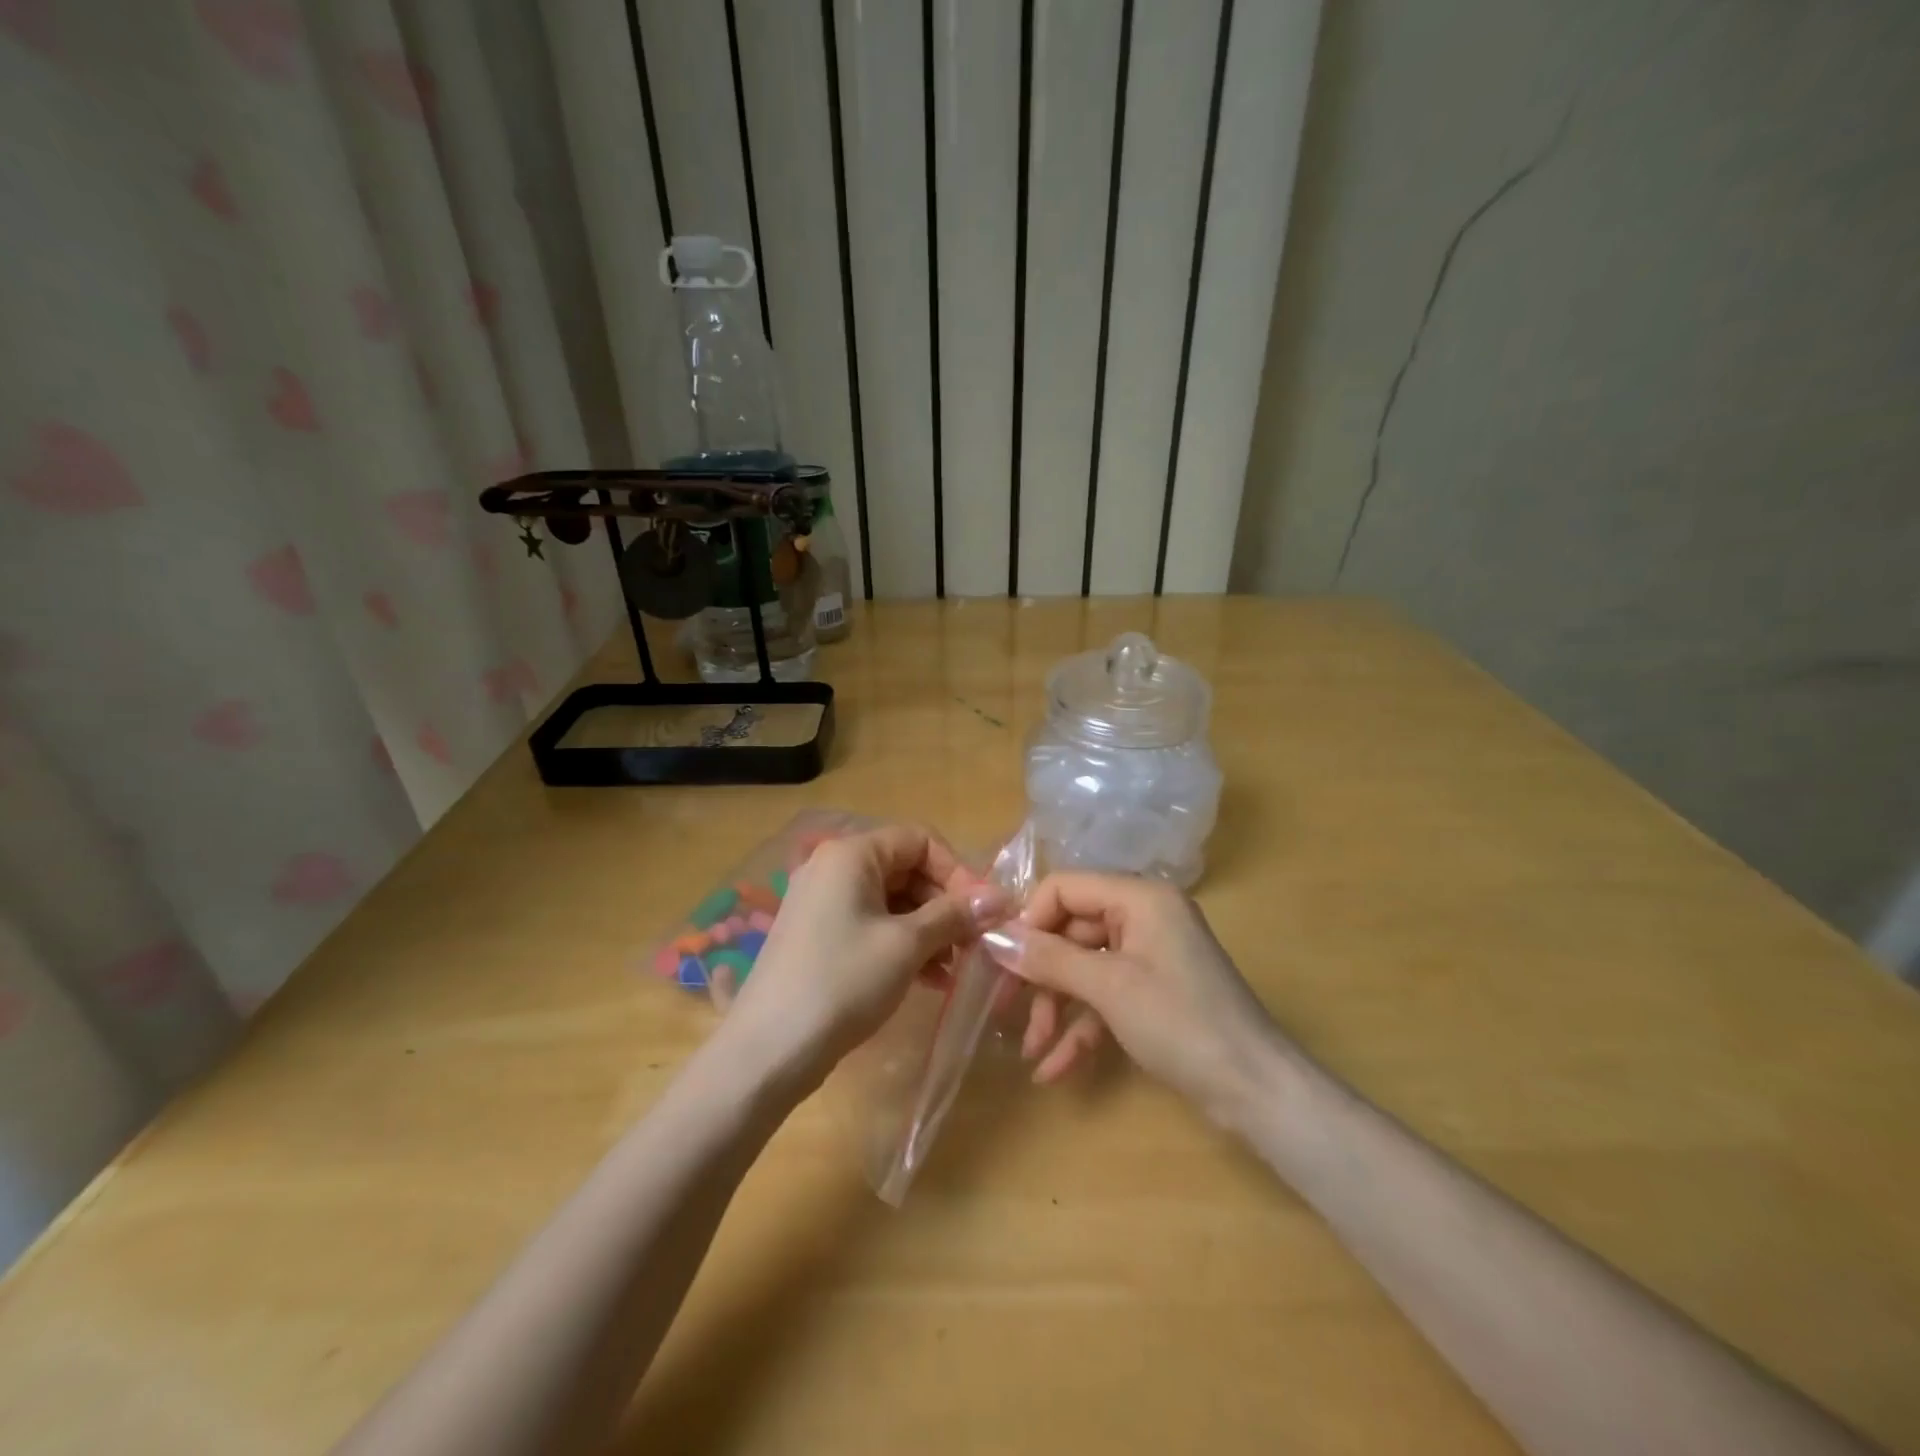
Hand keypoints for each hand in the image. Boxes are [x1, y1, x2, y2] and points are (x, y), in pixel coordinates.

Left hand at [726, 824, 1006, 1085]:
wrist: (768, 1050)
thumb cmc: (842, 982)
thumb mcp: (906, 945)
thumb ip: (953, 915)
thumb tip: (1000, 898)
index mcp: (851, 854)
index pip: (919, 840)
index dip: (957, 871)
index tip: (983, 911)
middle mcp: (833, 867)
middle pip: (906, 869)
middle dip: (945, 904)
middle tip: (974, 943)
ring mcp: (822, 902)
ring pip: (892, 901)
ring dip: (928, 929)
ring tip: (954, 968)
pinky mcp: (818, 936)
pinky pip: (872, 924)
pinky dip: (902, 944)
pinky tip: (928, 978)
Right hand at [983, 873, 1284, 1119]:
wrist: (1256, 1092)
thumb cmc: (1181, 1024)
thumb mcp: (1108, 988)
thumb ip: (1048, 958)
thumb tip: (993, 936)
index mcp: (1139, 898)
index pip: (1065, 888)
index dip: (1030, 920)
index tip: (1001, 960)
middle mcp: (1144, 918)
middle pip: (1071, 932)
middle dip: (1040, 977)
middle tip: (1005, 1011)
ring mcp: (1150, 957)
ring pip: (1084, 969)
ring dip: (1056, 1009)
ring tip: (1031, 1051)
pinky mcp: (1154, 994)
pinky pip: (1105, 999)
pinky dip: (1081, 1029)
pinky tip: (1054, 1071)